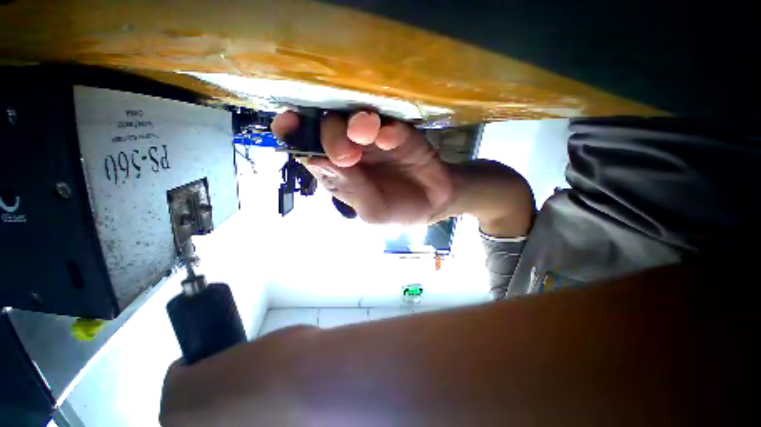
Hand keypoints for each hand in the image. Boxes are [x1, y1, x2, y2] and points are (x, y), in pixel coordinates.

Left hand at [271, 111, 453, 223]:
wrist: (434, 201)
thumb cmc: (398, 211)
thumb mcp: (372, 211)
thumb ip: (348, 188)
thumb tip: (315, 160)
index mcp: (339, 172)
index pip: (307, 148)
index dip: (294, 133)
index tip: (290, 123)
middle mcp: (352, 151)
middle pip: (328, 128)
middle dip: (331, 135)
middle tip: (348, 154)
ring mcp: (375, 140)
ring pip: (354, 118)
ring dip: (356, 124)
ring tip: (367, 134)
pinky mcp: (399, 133)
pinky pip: (389, 123)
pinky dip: (386, 128)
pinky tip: (390, 138)